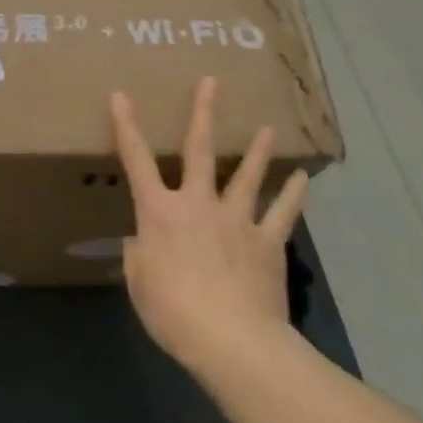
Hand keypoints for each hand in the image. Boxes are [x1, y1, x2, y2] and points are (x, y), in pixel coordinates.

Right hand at [110, 78, 309, 379]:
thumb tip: (146, 243)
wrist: (231, 339)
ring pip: (247, 175)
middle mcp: (198, 204)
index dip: (126, 126)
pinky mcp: (267, 242)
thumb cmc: (172, 311)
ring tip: (266, 128)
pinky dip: (293, 195)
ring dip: (256, 151)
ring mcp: (236, 220)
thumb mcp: (139, 282)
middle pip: (199, 150)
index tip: (120, 95)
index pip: (136, 161)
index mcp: (159, 212)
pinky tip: (301, 178)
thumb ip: (140, 254)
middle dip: (202, 114)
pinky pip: (282, 213)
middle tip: (211, 83)